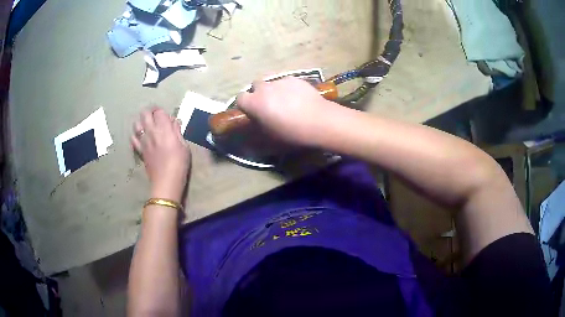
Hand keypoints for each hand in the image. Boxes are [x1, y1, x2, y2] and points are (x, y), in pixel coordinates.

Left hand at [131, 107, 190, 201]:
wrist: (166, 182)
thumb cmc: (179, 164)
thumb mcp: (184, 146)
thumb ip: (177, 132)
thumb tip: (175, 122)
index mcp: (164, 129)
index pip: (159, 112)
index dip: (162, 112)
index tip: (166, 117)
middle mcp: (151, 131)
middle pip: (145, 113)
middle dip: (150, 112)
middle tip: (155, 116)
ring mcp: (143, 141)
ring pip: (136, 124)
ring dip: (141, 122)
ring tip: (147, 125)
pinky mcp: (139, 150)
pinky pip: (133, 138)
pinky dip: (135, 135)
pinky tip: (140, 137)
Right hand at [236, 77, 339, 145]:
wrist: (319, 121)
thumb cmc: (291, 133)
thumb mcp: (269, 137)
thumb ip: (257, 127)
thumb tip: (254, 123)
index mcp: (254, 102)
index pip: (240, 98)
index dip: (245, 105)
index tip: (251, 112)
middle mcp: (264, 88)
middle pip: (255, 85)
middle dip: (258, 93)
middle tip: (268, 105)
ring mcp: (281, 81)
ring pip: (272, 83)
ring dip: (273, 90)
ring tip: (286, 102)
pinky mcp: (295, 79)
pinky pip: (286, 82)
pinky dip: (288, 88)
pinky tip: (299, 99)